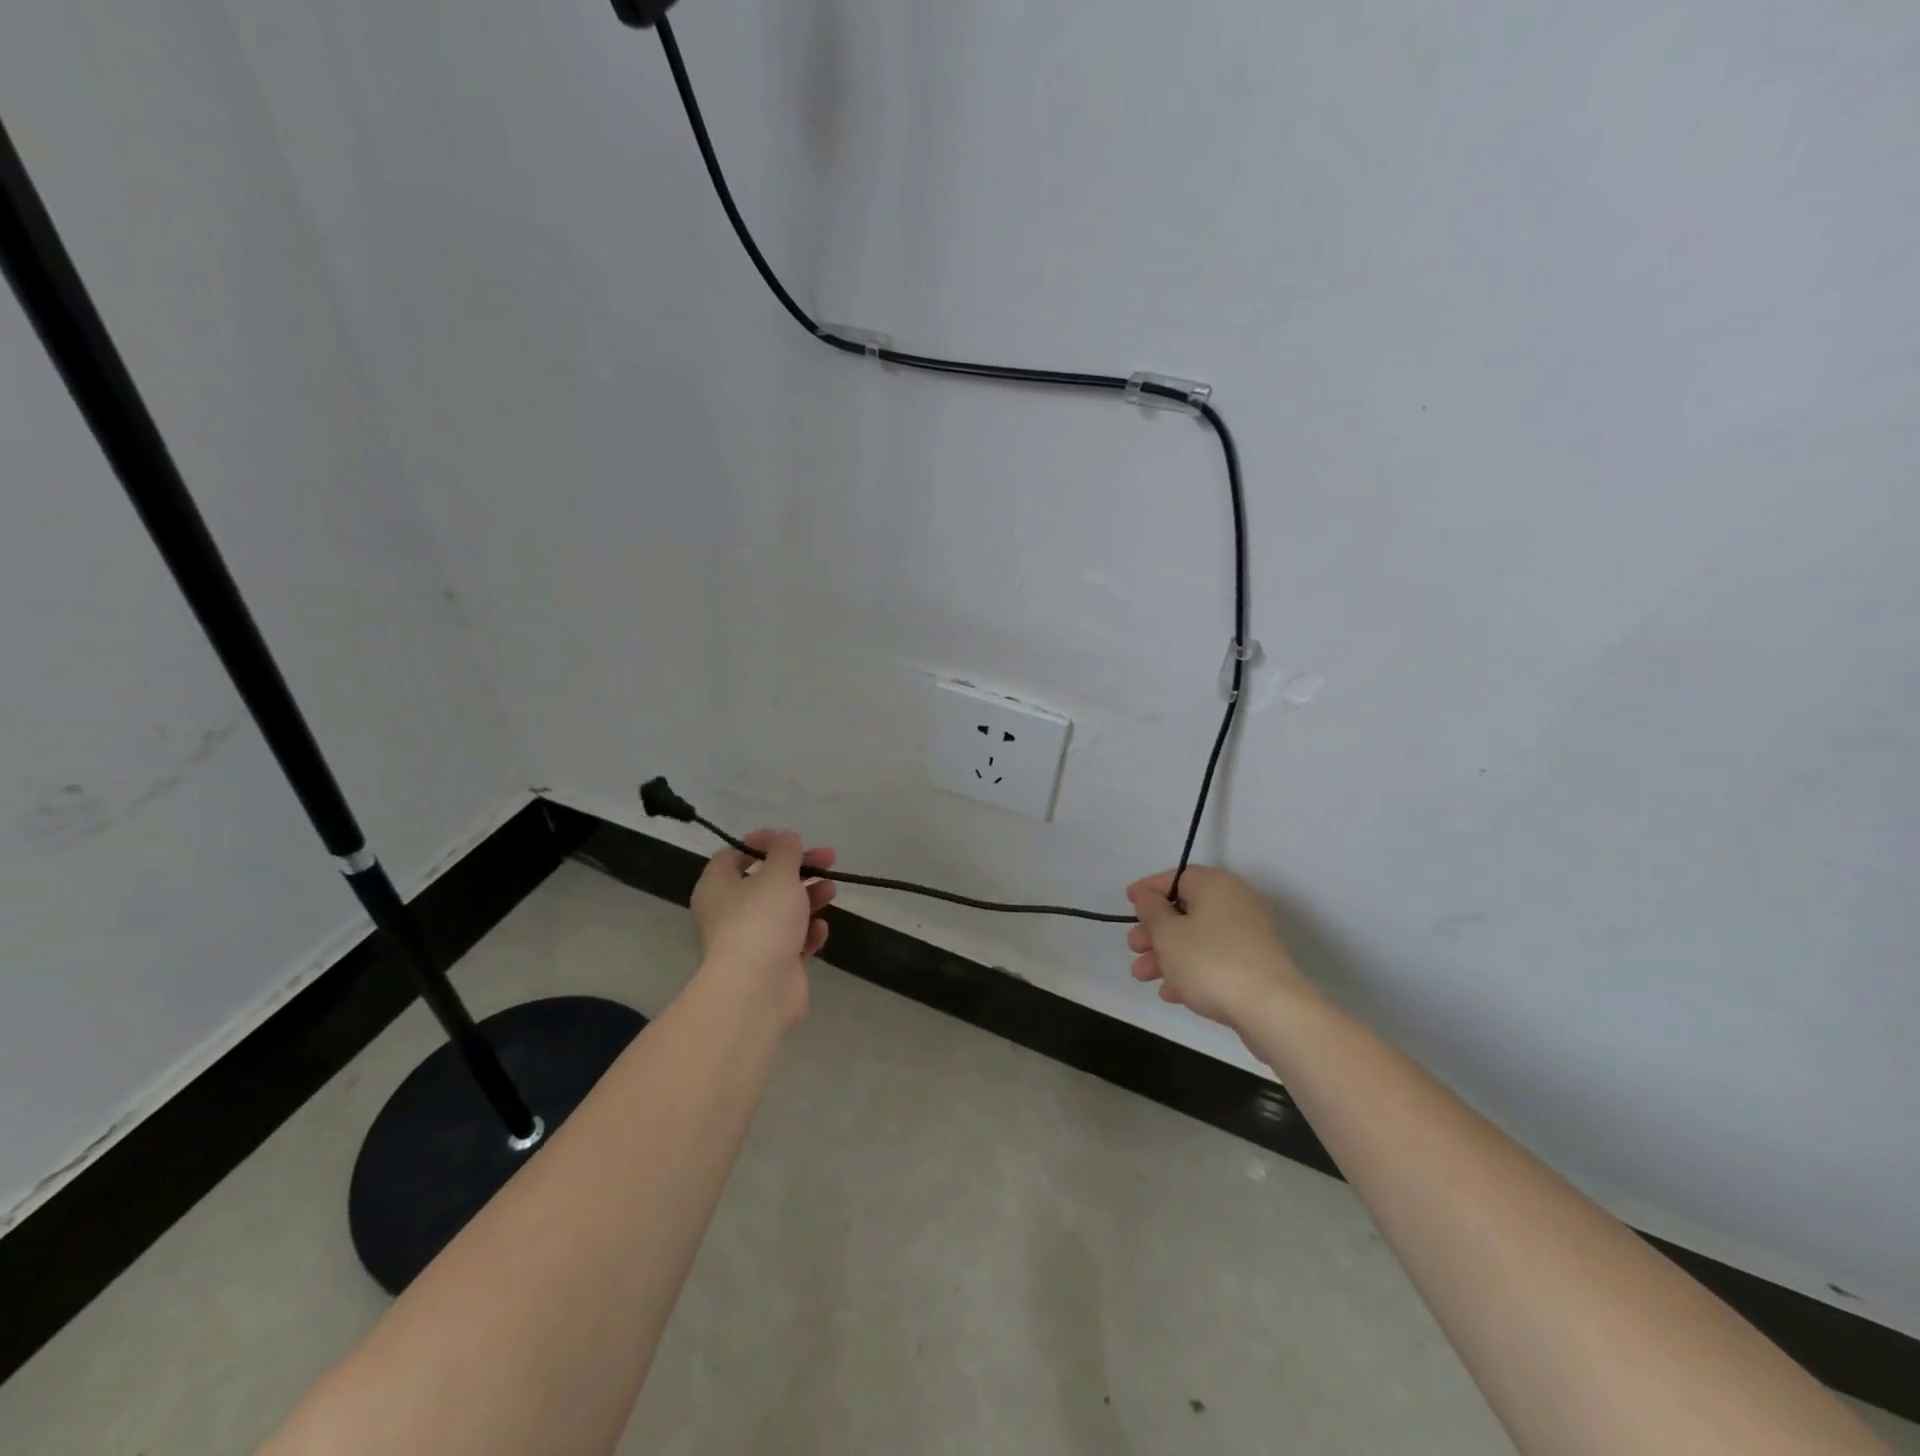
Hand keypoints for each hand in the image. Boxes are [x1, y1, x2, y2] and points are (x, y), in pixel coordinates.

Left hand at [690, 830, 835, 1024]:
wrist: (758, 990)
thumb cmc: (762, 920)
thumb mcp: (778, 874)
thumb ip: (785, 852)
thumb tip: (786, 837)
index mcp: (718, 887)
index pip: (733, 855)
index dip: (761, 843)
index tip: (788, 839)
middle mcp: (729, 913)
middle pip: (765, 882)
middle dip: (799, 869)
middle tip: (828, 858)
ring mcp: (751, 941)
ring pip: (782, 911)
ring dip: (808, 897)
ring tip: (831, 890)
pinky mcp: (772, 965)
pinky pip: (792, 941)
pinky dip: (807, 932)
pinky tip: (821, 928)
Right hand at [1125, 867, 1313, 1030]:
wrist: (1272, 1010)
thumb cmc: (1211, 962)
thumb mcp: (1168, 933)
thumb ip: (1152, 911)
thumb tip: (1150, 897)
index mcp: (1215, 885)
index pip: (1175, 877)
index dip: (1149, 890)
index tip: (1128, 902)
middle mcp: (1235, 902)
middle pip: (1185, 910)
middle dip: (1154, 930)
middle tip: (1133, 948)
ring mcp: (1248, 935)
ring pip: (1197, 938)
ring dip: (1166, 954)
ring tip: (1143, 976)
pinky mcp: (1254, 965)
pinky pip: (1213, 959)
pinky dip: (1190, 970)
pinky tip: (1171, 993)